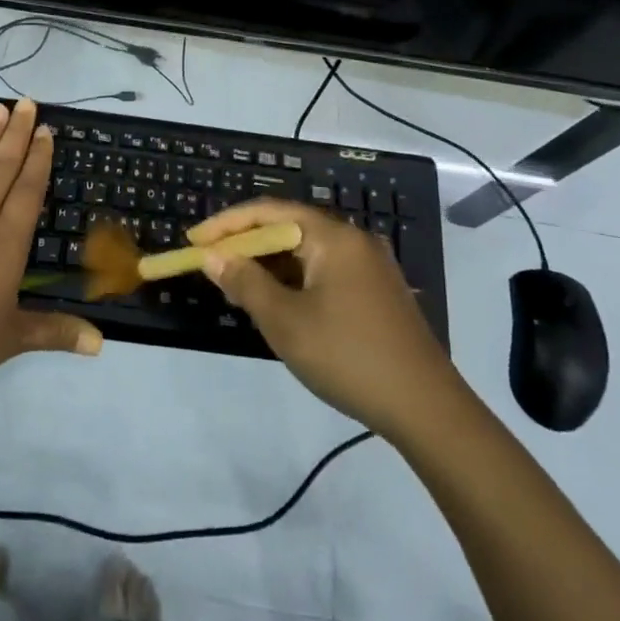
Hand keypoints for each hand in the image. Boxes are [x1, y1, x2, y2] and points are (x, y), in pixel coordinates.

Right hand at [186, 199, 455, 439]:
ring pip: (306, 253)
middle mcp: (354, 241)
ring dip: (268, 267)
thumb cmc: (348, 357)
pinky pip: (323, 272)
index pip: (270, 211)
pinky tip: (277, 305)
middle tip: (211, 267)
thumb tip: (213, 256)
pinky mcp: (376, 292)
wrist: (426, 409)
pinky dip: (294, 282)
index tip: (193, 241)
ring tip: (236, 289)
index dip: (226, 224)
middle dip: (246, 246)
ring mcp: (369, 267)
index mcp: (334, 237)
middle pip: (288, 228)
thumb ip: (246, 283)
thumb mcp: (286, 322)